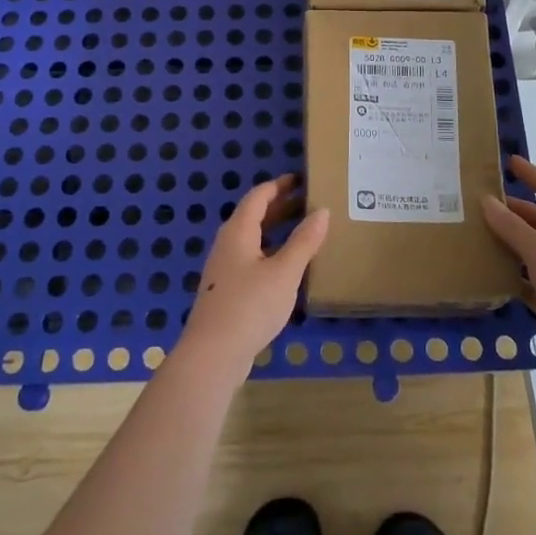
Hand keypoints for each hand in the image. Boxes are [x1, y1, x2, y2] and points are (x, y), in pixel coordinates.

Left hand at [177, 175, 329, 379]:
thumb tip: (322, 211)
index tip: (301, 179)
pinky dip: (270, 251)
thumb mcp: (285, 272)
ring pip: (252, 238)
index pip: (258, 197)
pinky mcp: (225, 290)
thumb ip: (304, 241)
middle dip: (280, 206)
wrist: (212, 355)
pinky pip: (250, 258)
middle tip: (308, 202)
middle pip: (253, 216)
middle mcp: (227, 243)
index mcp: (238, 231)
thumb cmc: (250, 305)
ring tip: (303, 230)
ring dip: (275, 230)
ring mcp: (224, 268)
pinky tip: (286, 267)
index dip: (279, 186)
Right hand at [481, 155, 535, 388]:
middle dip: (512, 213)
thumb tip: (487, 202)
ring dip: (508, 244)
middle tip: (478, 204)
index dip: (533, 176)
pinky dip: (510, 275)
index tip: (509, 162)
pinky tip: (485, 271)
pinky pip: (528, 281)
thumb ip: (513, 228)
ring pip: (532, 252)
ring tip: (474, 234)